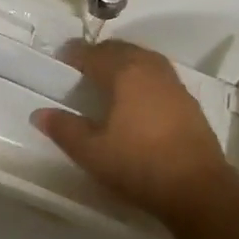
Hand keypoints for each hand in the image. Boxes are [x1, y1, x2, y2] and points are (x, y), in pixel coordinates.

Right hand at [32, 40, 238, 224]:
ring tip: (106, 81)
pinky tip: (135, 100)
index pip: (93, 53)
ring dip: (122, 64)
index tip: (60, 60)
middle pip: (120, 50)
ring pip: (141, 60)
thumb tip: (39, 114)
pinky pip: (156, 76)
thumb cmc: (139, 164)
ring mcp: (173, 82)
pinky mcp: (188, 101)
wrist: (198, 188)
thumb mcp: (92, 152)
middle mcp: (150, 67)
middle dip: (99, 55)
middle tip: (81, 70)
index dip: (74, 54)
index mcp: (125, 71)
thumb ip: (64, 129)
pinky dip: (140, 78)